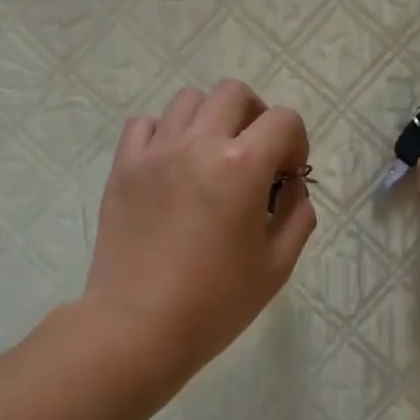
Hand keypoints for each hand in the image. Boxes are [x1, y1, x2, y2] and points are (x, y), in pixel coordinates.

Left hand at [81, 80, 316, 383]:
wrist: (138, 326)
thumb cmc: (215, 303)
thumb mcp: (276, 267)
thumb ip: (297, 217)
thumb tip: (291, 189)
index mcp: (241, 167)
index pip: (283, 120)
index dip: (296, 143)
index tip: (287, 177)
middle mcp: (197, 144)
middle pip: (234, 94)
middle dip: (255, 118)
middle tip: (254, 158)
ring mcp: (154, 153)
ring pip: (188, 101)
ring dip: (210, 121)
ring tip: (210, 160)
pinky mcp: (123, 169)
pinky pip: (145, 125)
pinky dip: (165, 134)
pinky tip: (171, 167)